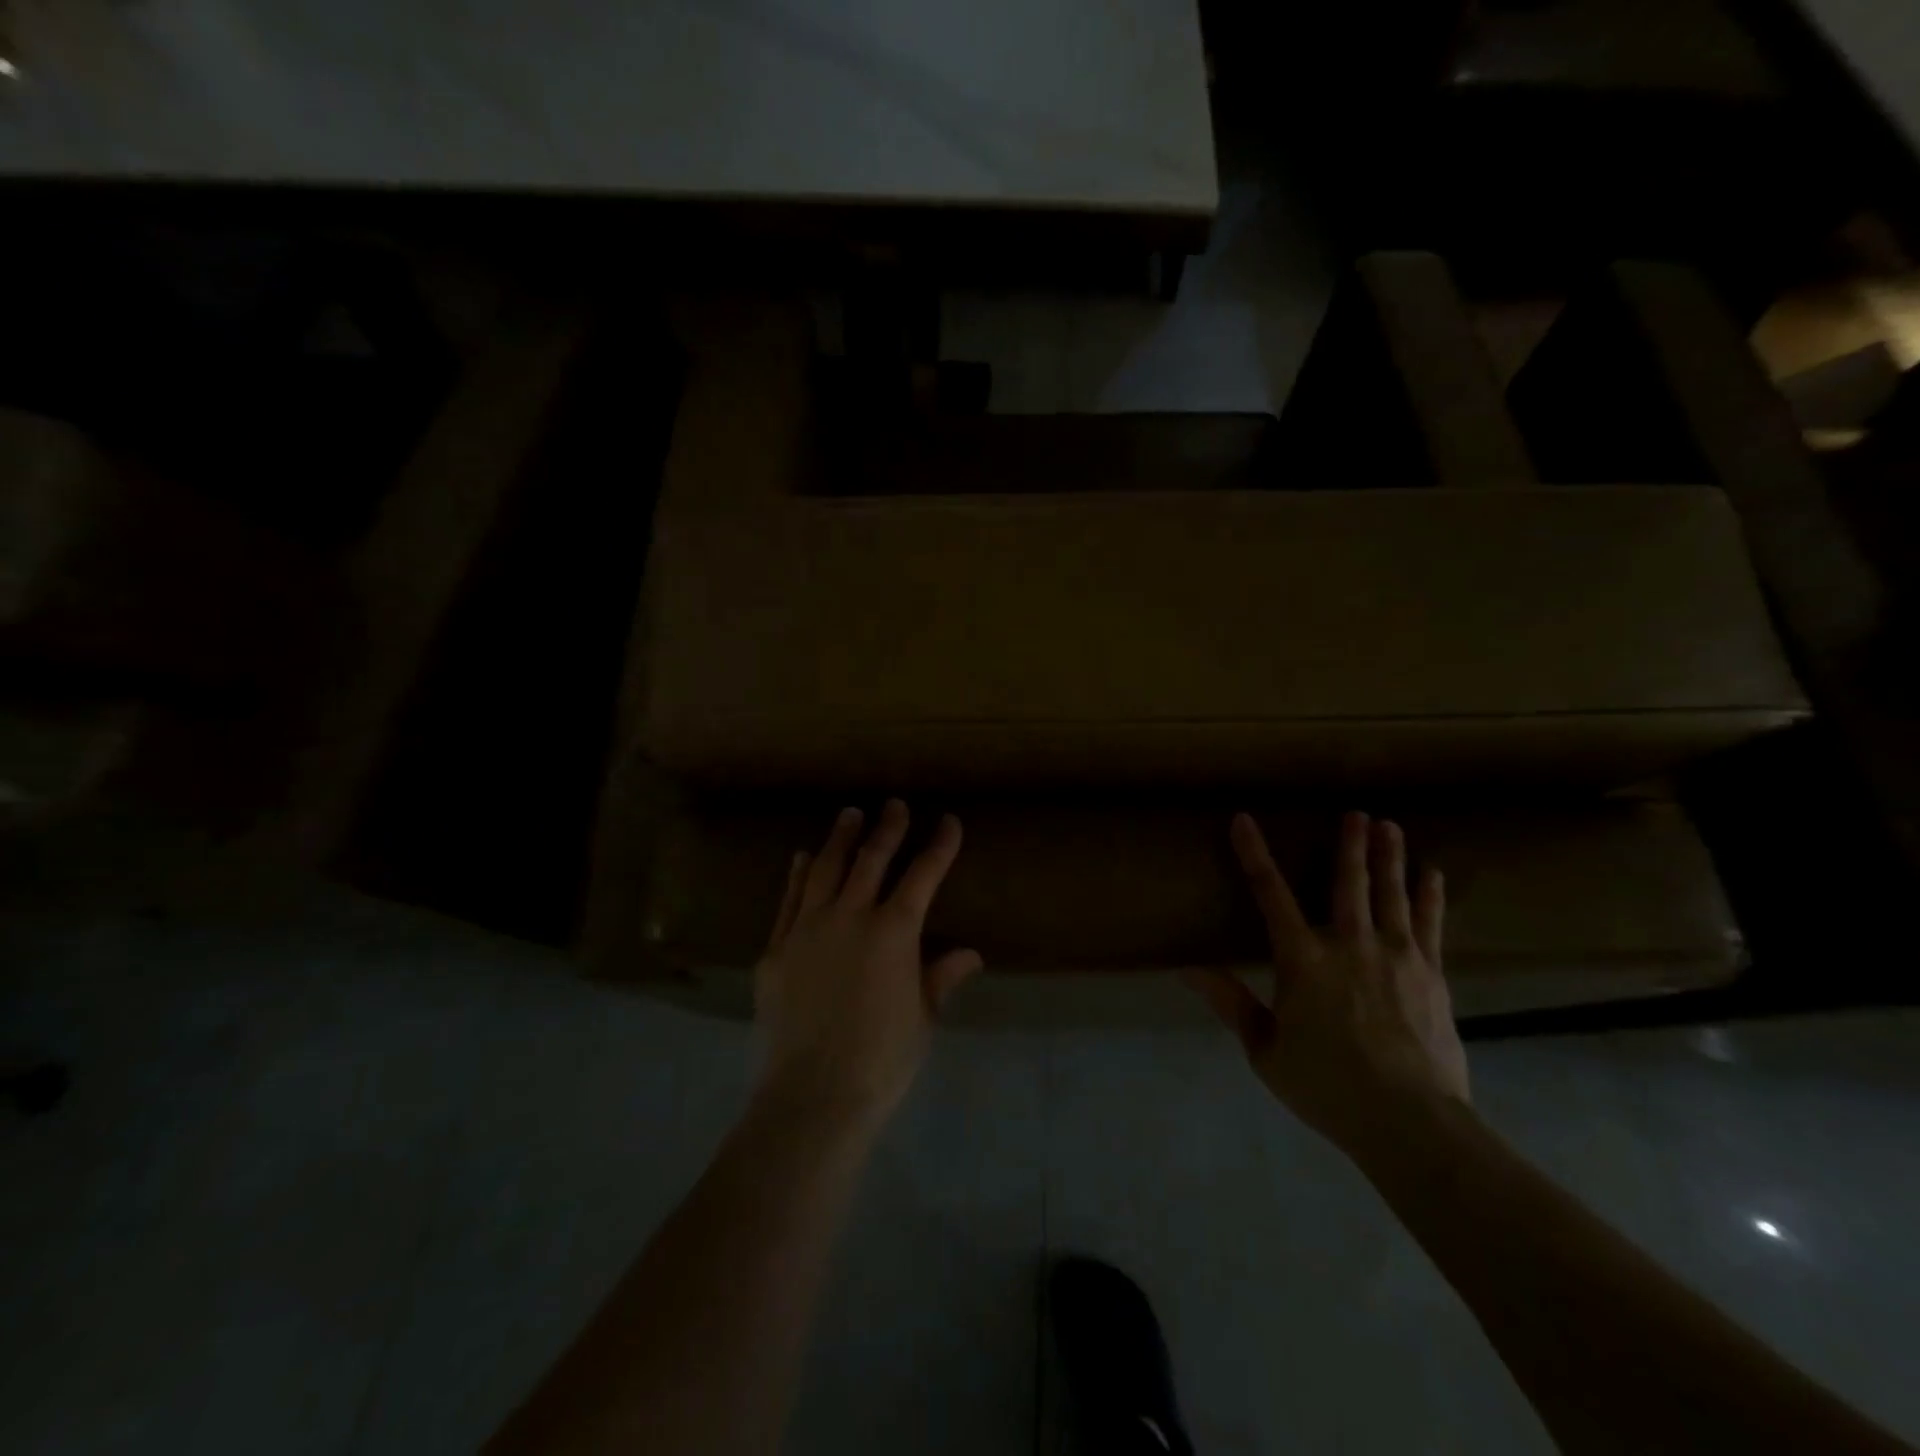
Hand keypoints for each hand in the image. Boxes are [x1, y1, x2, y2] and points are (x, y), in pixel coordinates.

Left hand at [751, 800, 981, 1132]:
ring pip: (826, 869)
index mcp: (894, 932)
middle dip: (888, 828)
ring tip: (850, 814)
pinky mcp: (776, 948)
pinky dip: (799, 875)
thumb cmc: (881, 1060)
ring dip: (841, 838)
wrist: (812, 1094)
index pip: (923, 875)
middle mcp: (850, 916)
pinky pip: (790, 900)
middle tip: (894, 804)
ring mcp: (807, 928)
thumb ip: (941, 977)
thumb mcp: (922, 1018)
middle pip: (872, 860)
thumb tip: (970, 954)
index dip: (939, 846)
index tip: (949, 821)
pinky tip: (804, 857)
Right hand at [1186, 811, 1469, 1158]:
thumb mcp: (1265, 1050)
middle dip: (1349, 846)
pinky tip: (1432, 875)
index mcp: (1303, 960)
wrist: (1411, 1122)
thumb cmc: (1327, 1086)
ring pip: (1390, 894)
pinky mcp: (1431, 974)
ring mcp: (1396, 956)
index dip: (1254, 855)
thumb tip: (1187, 968)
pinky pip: (1429, 924)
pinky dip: (1429, 896)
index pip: (1270, 895)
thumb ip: (1231, 1003)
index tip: (1244, 821)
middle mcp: (1349, 944)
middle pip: (1347, 883)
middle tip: (1356, 813)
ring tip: (1390, 826)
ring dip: (1389, 858)